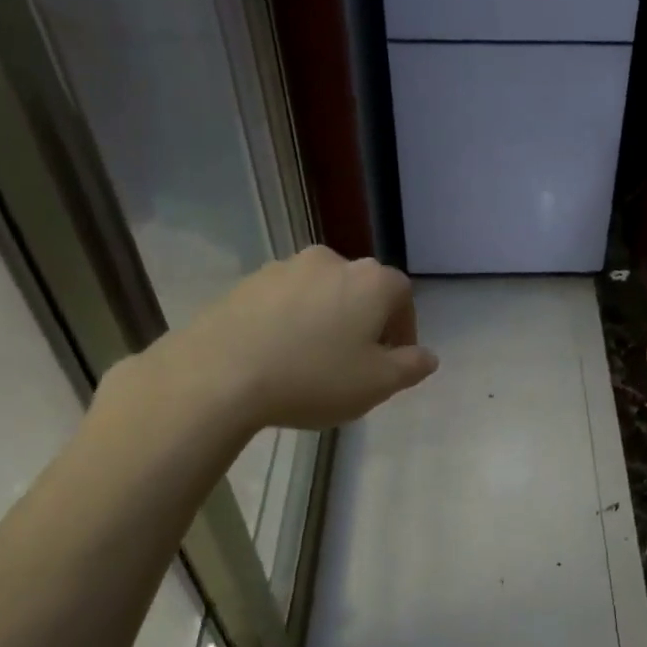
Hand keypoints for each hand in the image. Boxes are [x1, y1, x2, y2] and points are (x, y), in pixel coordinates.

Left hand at [150, 246, 438, 432]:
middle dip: (364, 321)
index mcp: (371, 281)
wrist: (220, 374)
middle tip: (355, 361)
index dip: (403, 328)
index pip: (403, 295)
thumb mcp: (377, 384)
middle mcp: (331, 261)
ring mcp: (284, 267)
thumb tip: (427, 356)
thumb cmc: (313, 378)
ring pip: (320, 292)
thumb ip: (410, 367)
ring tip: (312, 359)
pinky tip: (278, 354)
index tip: (392, 360)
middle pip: (361, 289)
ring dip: (326, 318)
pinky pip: (283, 300)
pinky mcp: (247, 282)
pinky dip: (290, 320)